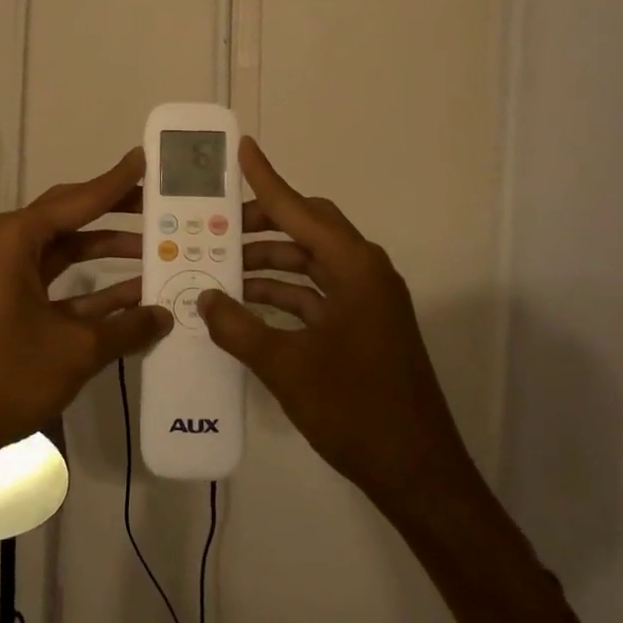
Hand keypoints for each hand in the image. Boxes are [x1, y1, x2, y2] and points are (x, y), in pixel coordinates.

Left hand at [0, 147, 170, 483]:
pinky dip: (96, 292)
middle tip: (161, 204)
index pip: (80, 199)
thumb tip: (165, 315)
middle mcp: (12, 247)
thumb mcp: (75, 349)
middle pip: (73, 218)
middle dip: (117, 212)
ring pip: (70, 253)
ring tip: (160, 249)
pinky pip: (63, 287)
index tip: (148, 160)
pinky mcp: (14, 309)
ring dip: (111, 254)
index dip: (118, 182)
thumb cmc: (5, 374)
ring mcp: (11, 279)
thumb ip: (126, 328)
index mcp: (18, 238)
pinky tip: (137, 298)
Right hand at [201, 139, 482, 517]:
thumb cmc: (356, 410)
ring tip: (219, 267)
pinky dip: (283, 294)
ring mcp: (366, 301)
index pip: (300, 211)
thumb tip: (204, 298)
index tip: (242, 150)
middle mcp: (364, 273)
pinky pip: (316, 294)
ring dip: (268, 263)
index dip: (267, 180)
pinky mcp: (363, 327)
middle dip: (261, 225)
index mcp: (354, 268)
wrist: (418, 473)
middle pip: (307, 230)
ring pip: (309, 263)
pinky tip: (246, 305)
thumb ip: (240, 328)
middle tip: (215, 225)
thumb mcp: (288, 367)